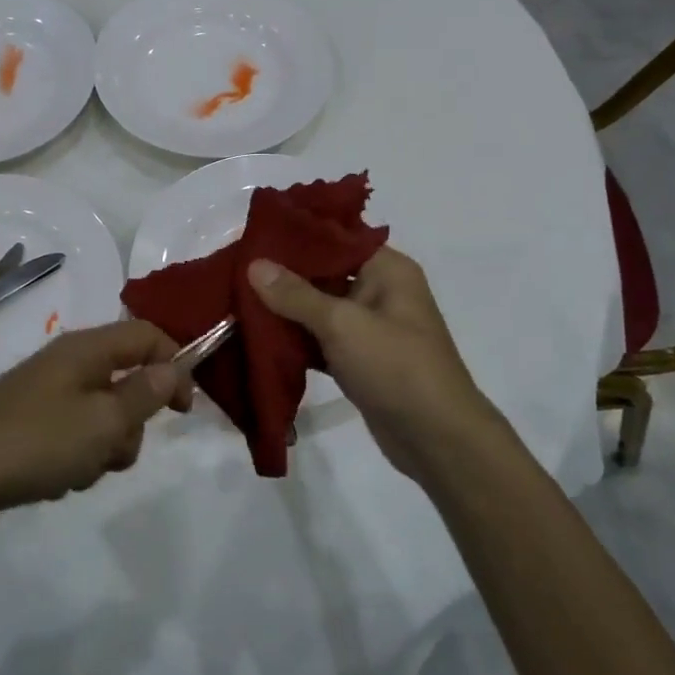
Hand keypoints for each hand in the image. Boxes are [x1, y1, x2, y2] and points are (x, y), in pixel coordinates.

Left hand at [0, 320, 192, 531]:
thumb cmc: (36, 442)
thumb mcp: (104, 421)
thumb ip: (145, 393)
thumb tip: (173, 367)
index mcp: (84, 349)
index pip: (146, 335)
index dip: (174, 364)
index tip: (183, 409)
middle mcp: (66, 363)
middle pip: (126, 381)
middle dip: (131, 423)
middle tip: (114, 449)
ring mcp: (45, 394)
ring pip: (102, 416)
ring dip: (103, 447)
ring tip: (78, 470)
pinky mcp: (30, 424)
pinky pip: (74, 436)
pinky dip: (76, 458)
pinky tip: (56, 479)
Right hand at [247, 248, 501, 484]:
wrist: (436, 439)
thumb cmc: (396, 367)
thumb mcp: (342, 324)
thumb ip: (295, 294)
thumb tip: (254, 264)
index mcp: (387, 270)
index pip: (337, 238)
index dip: (297, 235)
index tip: (255, 236)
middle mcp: (380, 291)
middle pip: (324, 273)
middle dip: (283, 275)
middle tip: (237, 269)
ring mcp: (369, 328)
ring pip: (319, 308)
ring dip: (284, 309)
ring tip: (238, 298)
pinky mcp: (359, 359)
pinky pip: (320, 339)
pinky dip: (295, 339)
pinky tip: (258, 336)